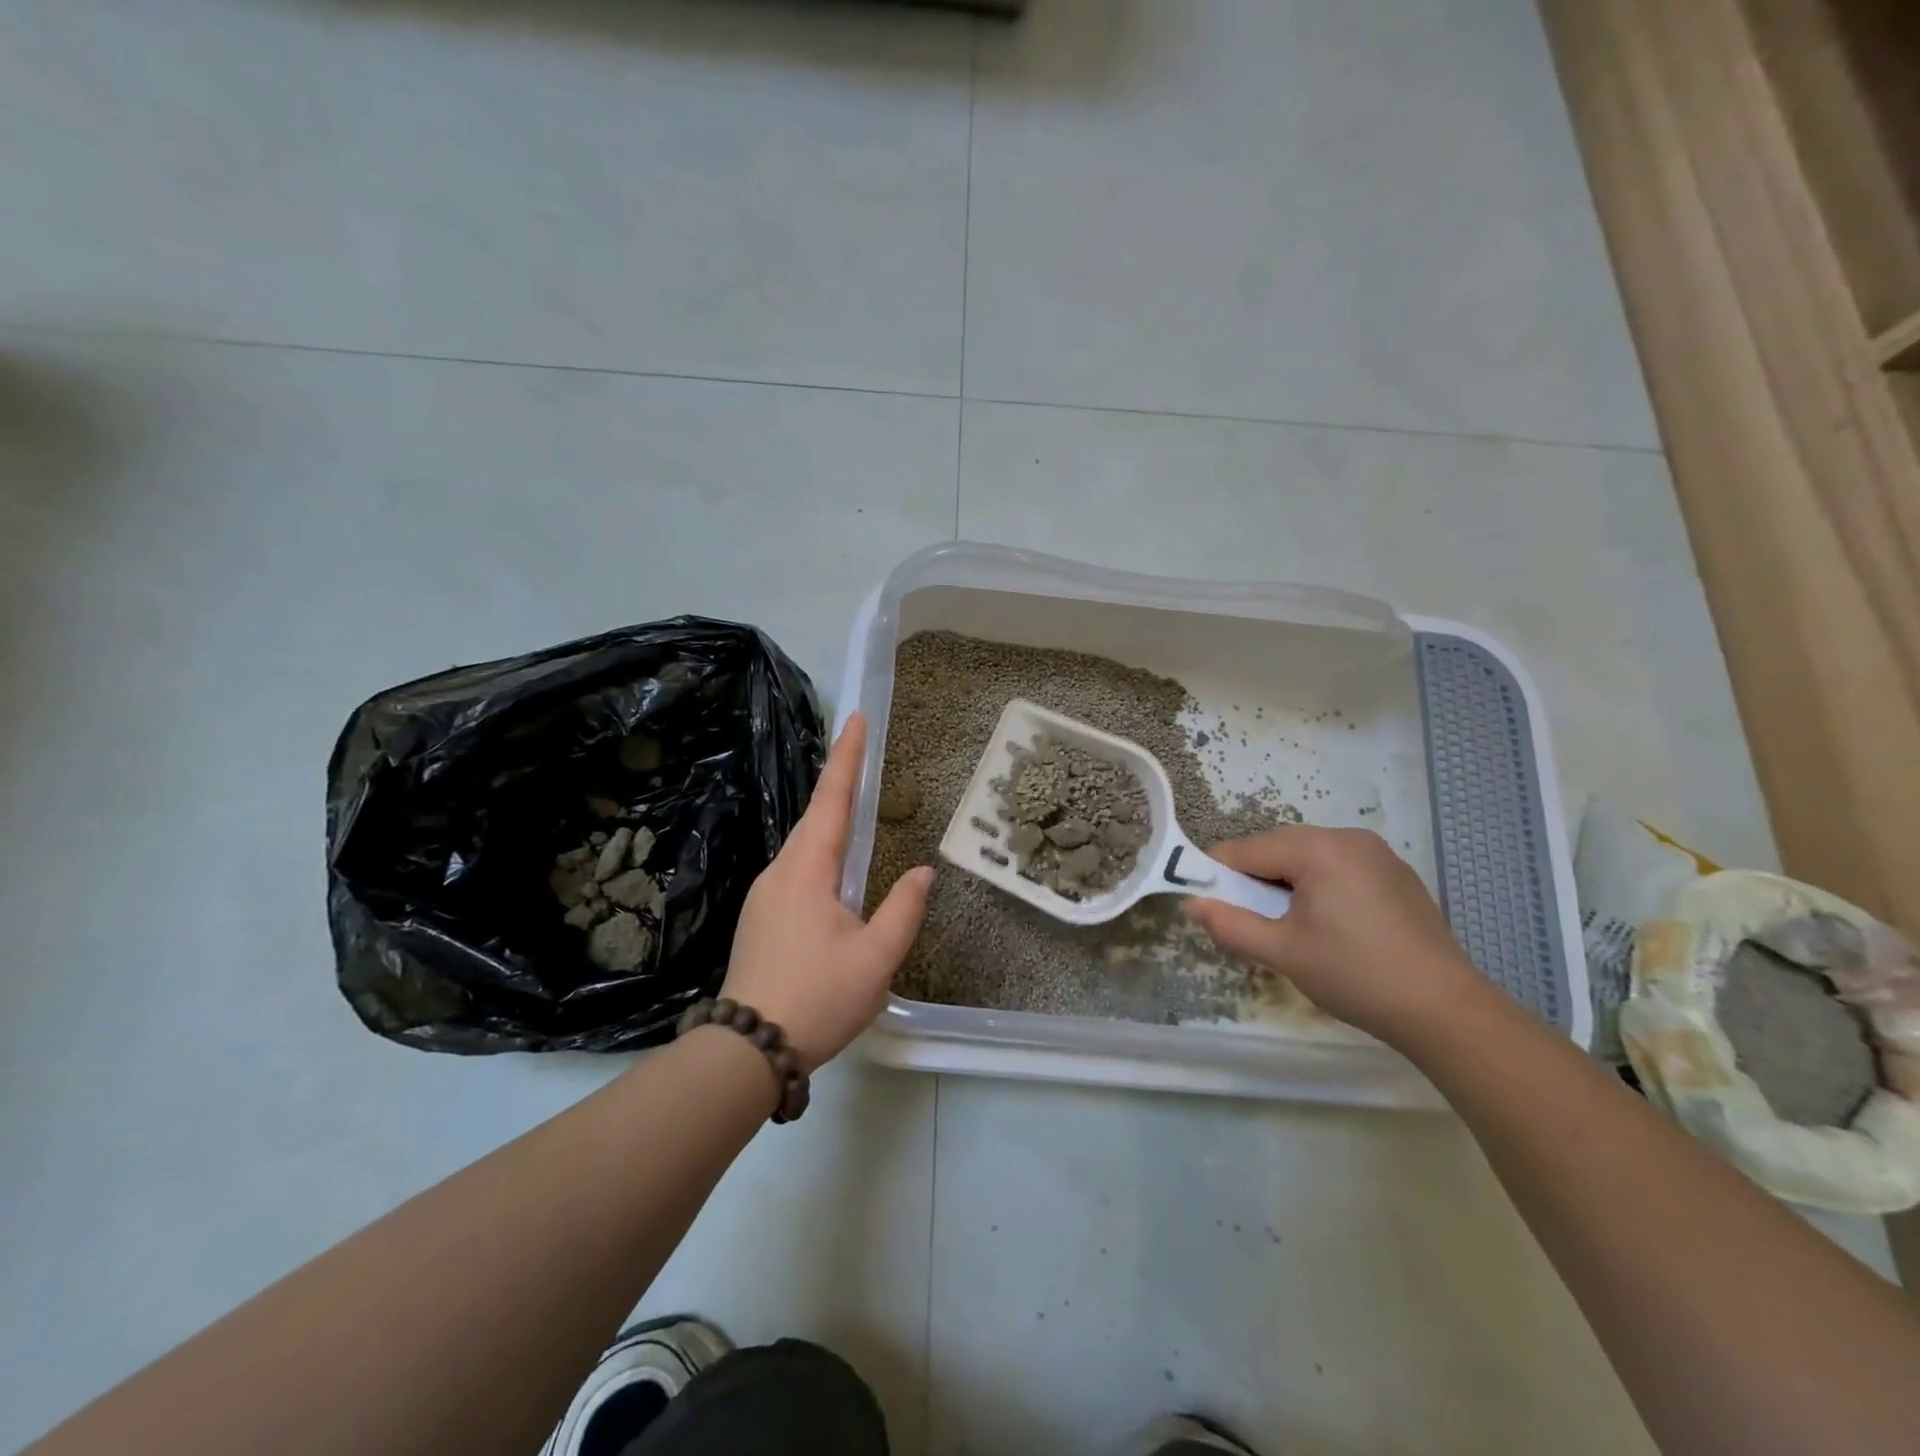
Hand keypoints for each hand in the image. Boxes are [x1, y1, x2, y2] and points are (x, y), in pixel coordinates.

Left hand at [720, 713, 932, 1071]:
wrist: (747, 1049)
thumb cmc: (817, 998)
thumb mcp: (876, 959)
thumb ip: (902, 910)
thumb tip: (919, 873)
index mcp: (807, 870)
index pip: (831, 800)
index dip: (846, 758)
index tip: (856, 719)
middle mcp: (780, 872)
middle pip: (814, 818)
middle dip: (838, 784)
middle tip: (862, 754)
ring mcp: (765, 896)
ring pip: (803, 849)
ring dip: (830, 825)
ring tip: (855, 812)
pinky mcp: (760, 919)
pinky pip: (796, 873)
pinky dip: (819, 857)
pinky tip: (834, 878)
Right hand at [1186, 826, 1487, 1044]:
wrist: (1445, 1010)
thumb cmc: (1355, 975)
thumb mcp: (1283, 953)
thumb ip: (1231, 924)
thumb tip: (1192, 904)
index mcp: (1318, 849)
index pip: (1246, 849)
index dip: (1219, 875)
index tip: (1212, 907)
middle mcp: (1347, 837)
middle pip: (1277, 848)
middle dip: (1255, 880)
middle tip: (1252, 923)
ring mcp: (1377, 854)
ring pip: (1307, 856)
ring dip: (1286, 884)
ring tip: (1290, 928)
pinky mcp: (1395, 874)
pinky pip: (1338, 867)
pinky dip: (1318, 886)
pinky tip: (1330, 926)